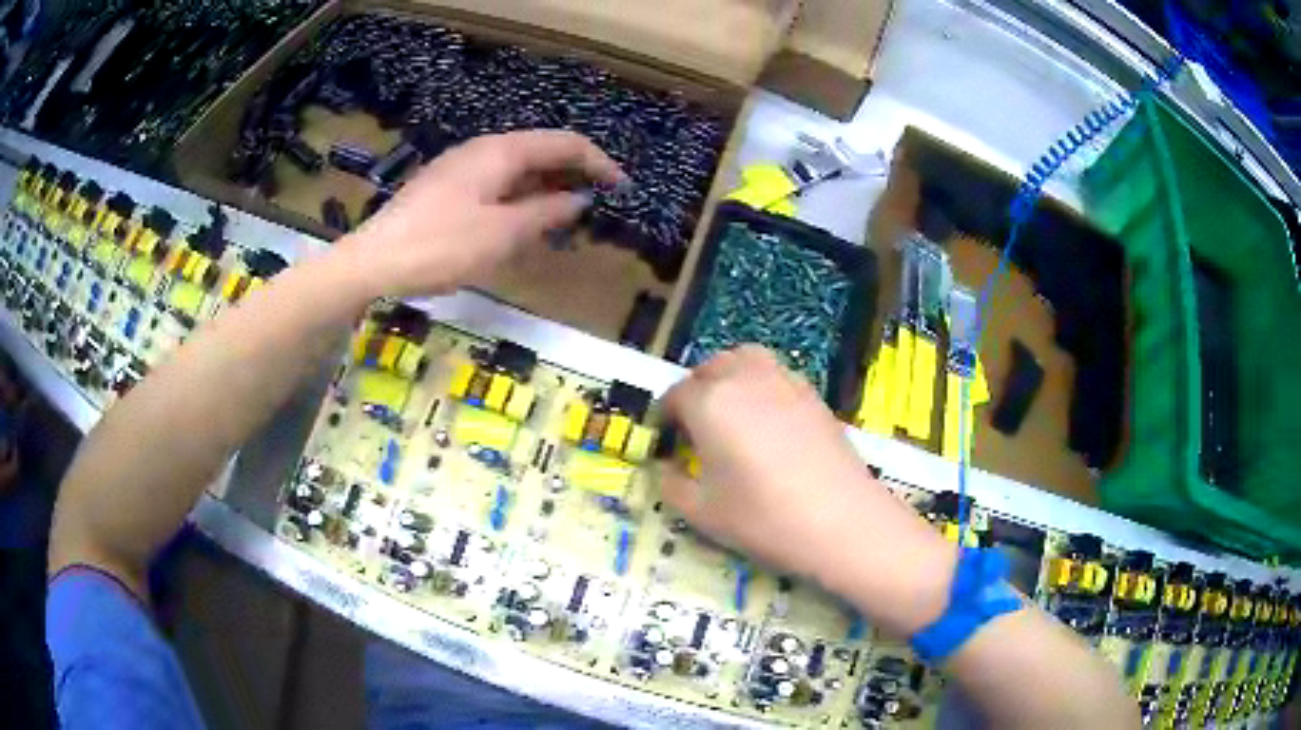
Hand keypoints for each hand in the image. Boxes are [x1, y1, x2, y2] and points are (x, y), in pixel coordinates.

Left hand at [335, 130, 623, 297]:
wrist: (374, 262)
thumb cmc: (442, 246)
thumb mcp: (503, 233)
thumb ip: (546, 213)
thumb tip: (578, 200)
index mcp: (502, 151)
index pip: (565, 143)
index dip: (598, 163)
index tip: (622, 189)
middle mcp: (483, 150)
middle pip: (541, 151)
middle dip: (574, 174)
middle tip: (598, 205)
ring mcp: (461, 168)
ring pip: (518, 169)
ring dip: (547, 189)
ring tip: (568, 218)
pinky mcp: (446, 188)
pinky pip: (496, 185)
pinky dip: (520, 199)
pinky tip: (524, 223)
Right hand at [658, 346, 955, 636]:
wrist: (842, 522)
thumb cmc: (763, 519)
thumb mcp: (702, 513)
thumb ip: (670, 485)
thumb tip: (663, 469)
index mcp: (710, 403)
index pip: (675, 396)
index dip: (665, 418)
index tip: (664, 441)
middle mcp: (744, 379)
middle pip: (710, 368)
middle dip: (695, 390)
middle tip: (694, 427)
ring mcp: (784, 381)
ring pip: (745, 359)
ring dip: (729, 376)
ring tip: (730, 413)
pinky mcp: (814, 394)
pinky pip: (776, 373)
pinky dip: (761, 384)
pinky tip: (767, 422)